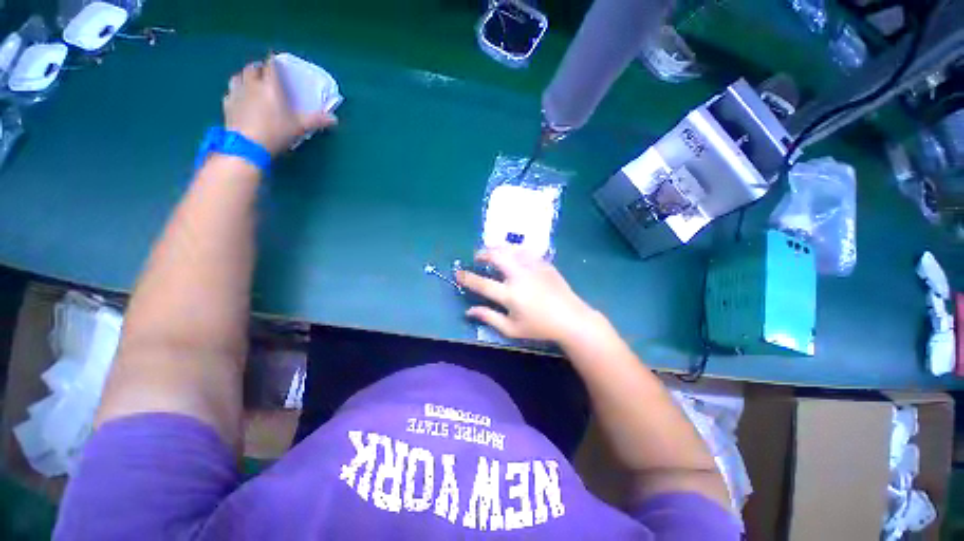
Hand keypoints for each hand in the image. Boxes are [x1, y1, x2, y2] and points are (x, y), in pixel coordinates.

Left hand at [223, 57, 336, 154]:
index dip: (274, 61)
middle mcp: (251, 84)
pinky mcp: (227, 105)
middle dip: (258, 68)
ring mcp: (236, 93)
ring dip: (244, 77)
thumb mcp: (300, 127)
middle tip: (265, 73)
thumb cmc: (276, 132)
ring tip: (250, 82)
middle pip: (252, 68)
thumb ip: (316, 120)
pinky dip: (235, 92)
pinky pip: (230, 93)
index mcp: (270, 85)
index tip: (277, 62)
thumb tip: (334, 119)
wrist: (247, 146)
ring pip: (237, 77)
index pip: (270, 65)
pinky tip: (239, 99)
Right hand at [456, 248, 602, 343]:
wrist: (570, 318)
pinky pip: (525, 251)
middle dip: (482, 253)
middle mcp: (519, 276)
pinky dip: (514, 250)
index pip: (482, 283)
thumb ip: (489, 318)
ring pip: (510, 249)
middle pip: (496, 256)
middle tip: (477, 257)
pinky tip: (513, 254)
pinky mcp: (544, 263)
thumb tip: (468, 311)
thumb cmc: (539, 327)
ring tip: (493, 252)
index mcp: (510, 295)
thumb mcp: (511, 329)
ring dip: (497, 248)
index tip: (458, 273)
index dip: (467, 277)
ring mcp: (533, 267)